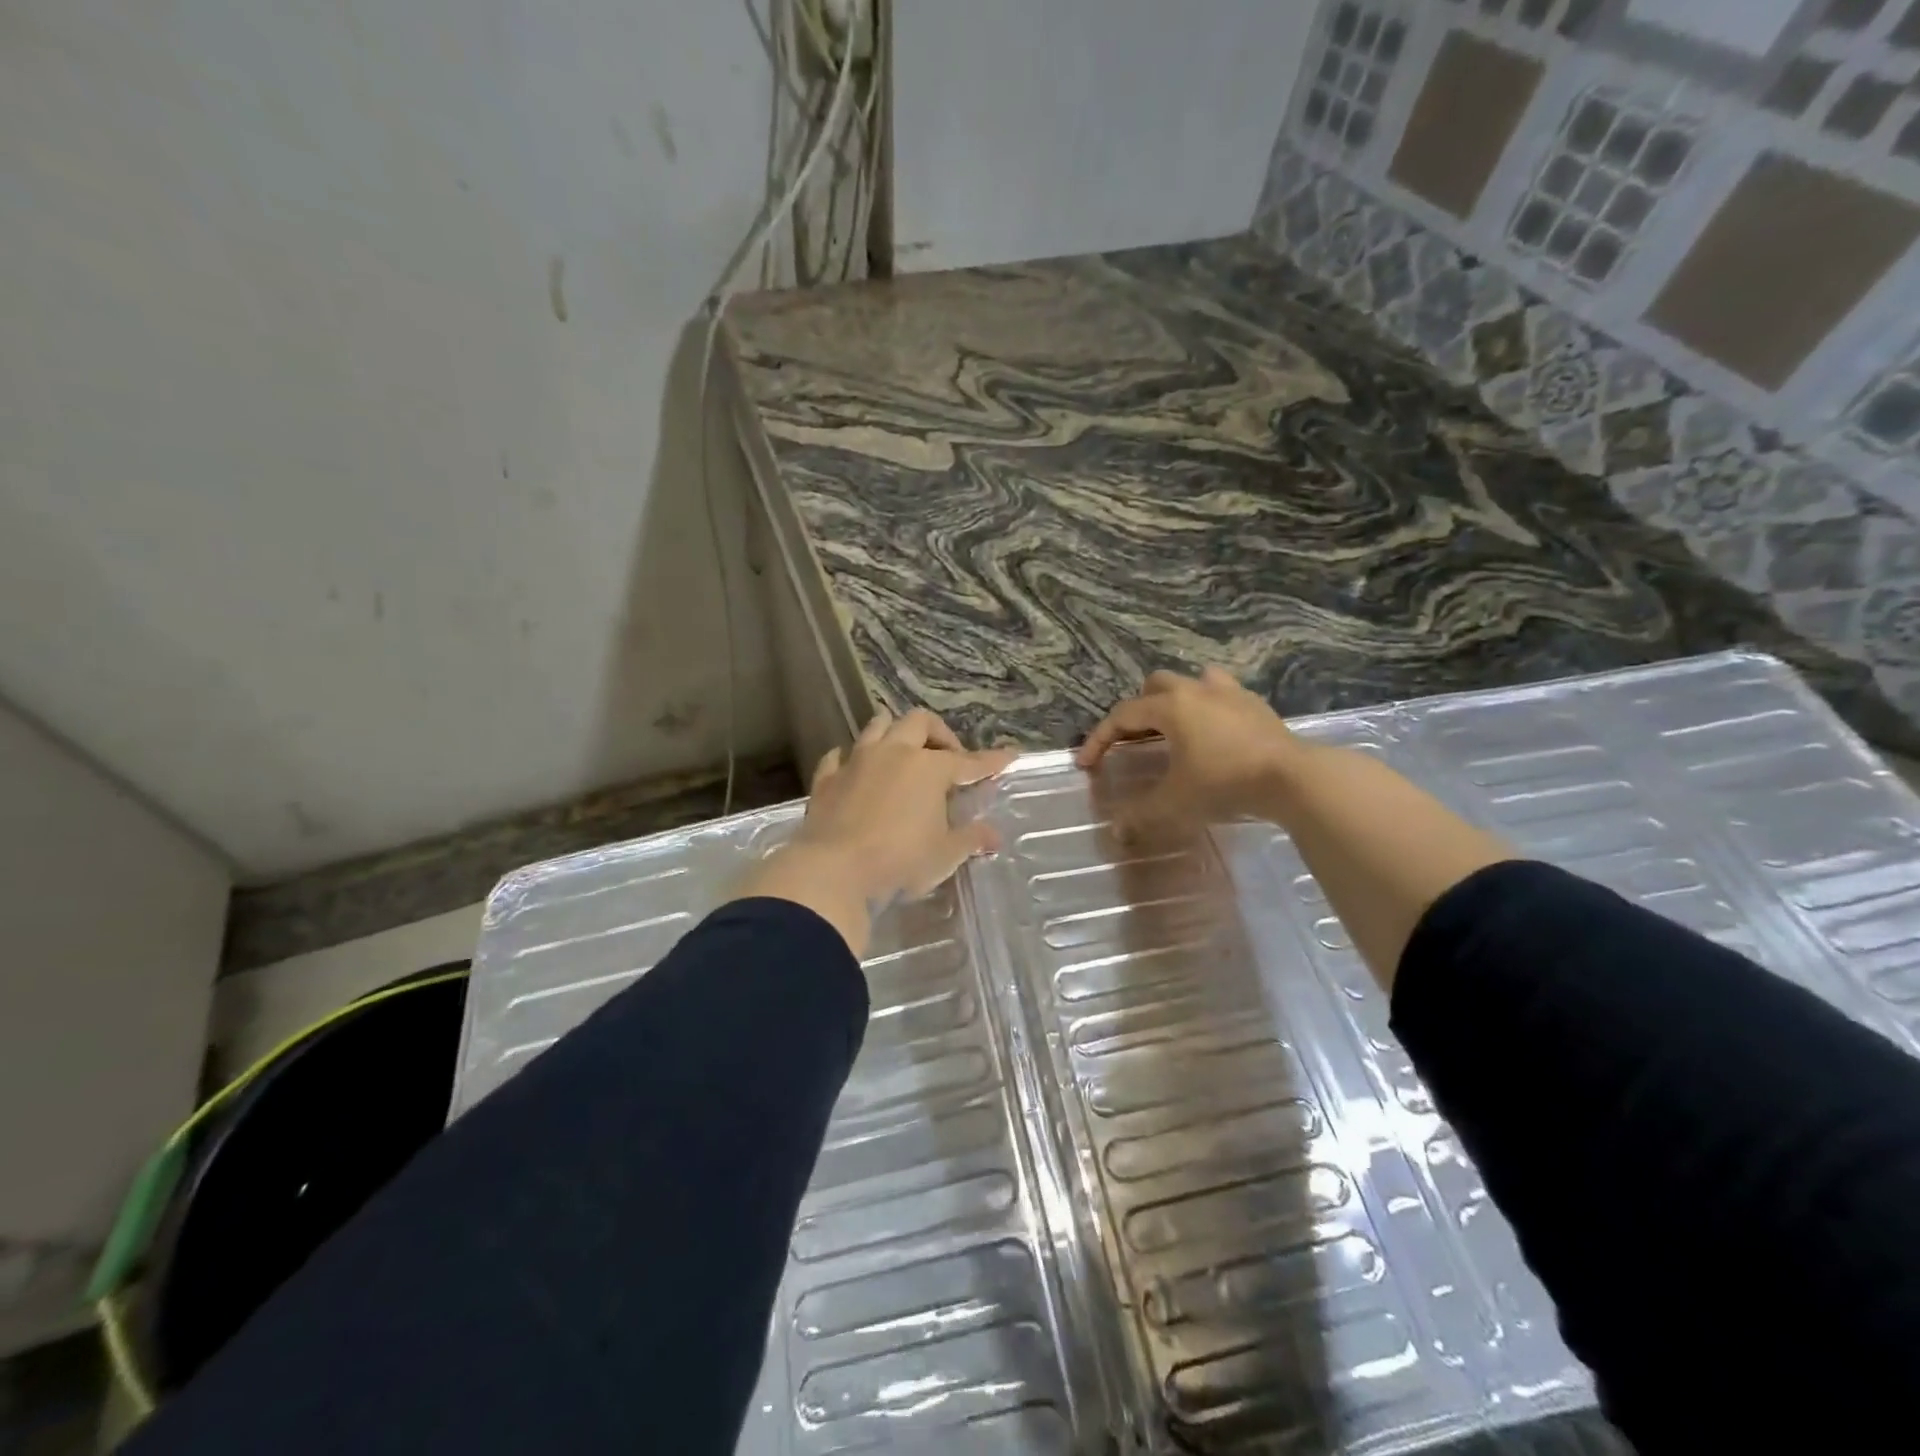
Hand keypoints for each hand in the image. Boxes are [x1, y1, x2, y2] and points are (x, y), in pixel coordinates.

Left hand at [735, 709, 1016, 955]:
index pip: (969, 761)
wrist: (834, 872)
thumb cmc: (900, 862)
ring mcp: (857, 762)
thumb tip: (994, 835)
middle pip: (919, 722)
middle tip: (947, 757)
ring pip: (877, 727)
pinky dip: (851, 758)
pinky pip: (839, 756)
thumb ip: (971, 839)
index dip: (991, 760)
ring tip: (902, 751)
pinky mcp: (827, 779)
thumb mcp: (945, 854)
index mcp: (929, 768)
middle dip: (938, 733)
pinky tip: (854, 768)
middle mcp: (894, 753)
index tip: (1009, 755)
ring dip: (893, 732)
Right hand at [1076, 667, 1303, 838]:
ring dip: (1176, 699)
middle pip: (1155, 686)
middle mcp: (1195, 690)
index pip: (1122, 715)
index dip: (1099, 739)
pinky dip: (1208, 707)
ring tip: (1174, 728)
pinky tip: (1213, 733)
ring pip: (1192, 680)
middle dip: (1138, 710)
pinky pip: (1222, 693)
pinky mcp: (1255, 704)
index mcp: (1170, 707)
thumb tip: (1116, 830)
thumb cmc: (1225, 783)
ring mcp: (1229, 692)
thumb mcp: (1176, 802)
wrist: (1293, 778)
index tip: (1086, 764)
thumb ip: (1141, 814)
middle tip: (1134, 740)